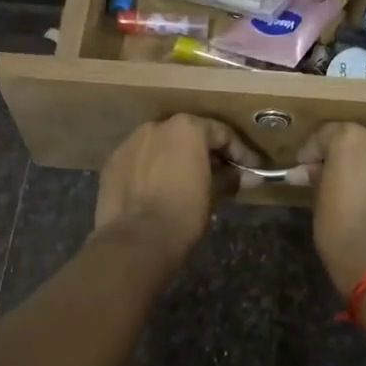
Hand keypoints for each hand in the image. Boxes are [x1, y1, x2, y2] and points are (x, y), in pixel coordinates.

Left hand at [94, 115, 259, 265]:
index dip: (241, 152)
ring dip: (177, 158)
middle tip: (222, 173)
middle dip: (207, 152)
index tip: (252, 169)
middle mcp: (156, 126)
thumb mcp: (214, 193)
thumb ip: (231, 178)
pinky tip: (160, 188)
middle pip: (189, 134)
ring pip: (161, 145)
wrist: (136, 239)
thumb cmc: (183, 212)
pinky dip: (154, 168)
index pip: (221, 133)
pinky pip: (141, 160)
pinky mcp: (112, 163)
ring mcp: (130, 143)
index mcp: (186, 128)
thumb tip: (251, 176)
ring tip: (189, 181)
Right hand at [296, 123, 365, 295]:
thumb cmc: (339, 232)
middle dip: (353, 161)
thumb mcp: (319, 200)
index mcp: (351, 140)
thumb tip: (306, 170)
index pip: (328, 134)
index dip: (315, 151)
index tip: (307, 168)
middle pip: (364, 145)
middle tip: (344, 185)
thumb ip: (317, 176)